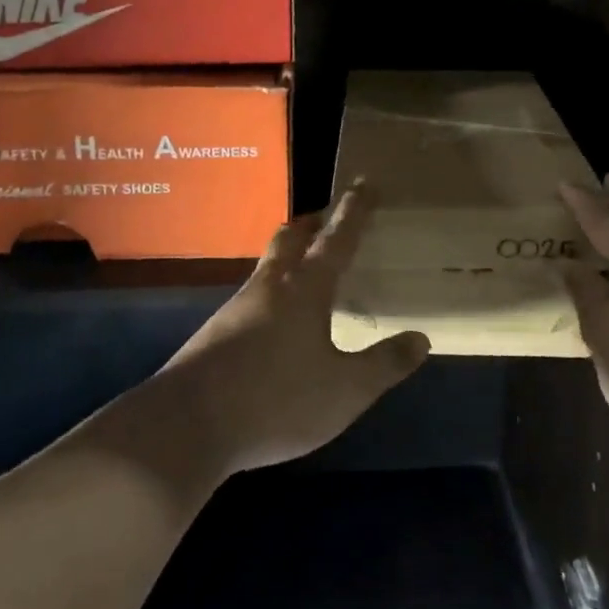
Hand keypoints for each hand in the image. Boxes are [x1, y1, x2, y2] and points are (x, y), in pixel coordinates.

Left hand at [163, 185, 431, 474]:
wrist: (188, 425)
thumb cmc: (276, 400)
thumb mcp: (345, 391)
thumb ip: (384, 364)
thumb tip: (420, 338)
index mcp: (304, 289)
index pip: (336, 238)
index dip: (353, 210)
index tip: (364, 183)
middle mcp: (269, 286)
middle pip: (290, 238)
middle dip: (313, 223)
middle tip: (330, 218)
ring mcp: (236, 307)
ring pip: (268, 265)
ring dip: (289, 255)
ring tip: (308, 268)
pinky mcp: (216, 332)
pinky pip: (253, 296)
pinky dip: (273, 290)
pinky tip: (278, 319)